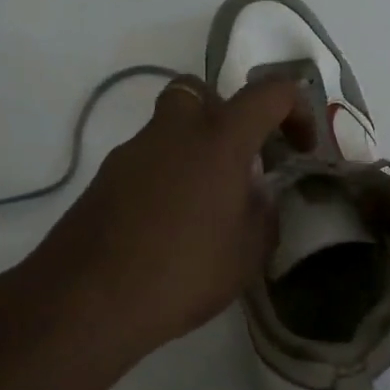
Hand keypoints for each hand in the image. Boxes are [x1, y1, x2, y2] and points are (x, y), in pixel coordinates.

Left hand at [23, 75, 301, 353]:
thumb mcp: (249, 251)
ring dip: (194, 147)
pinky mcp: (105, 176)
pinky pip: (147, 158)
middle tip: (239, 160)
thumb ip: (263, 211)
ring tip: (205, 202)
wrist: (88, 298)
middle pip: (202, 92)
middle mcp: (174, 130)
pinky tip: (167, 223)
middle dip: (228, 115)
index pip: (269, 93)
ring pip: (170, 125)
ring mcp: (133, 150)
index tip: (300, 147)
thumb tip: (256, 194)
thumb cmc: (183, 271)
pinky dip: (165, 174)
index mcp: (219, 138)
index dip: (296, 109)